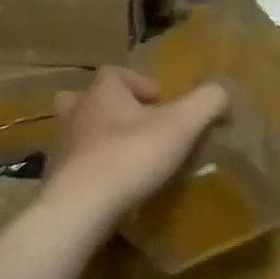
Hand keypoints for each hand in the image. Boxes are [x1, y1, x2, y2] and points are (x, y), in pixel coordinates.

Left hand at [41, 67, 228, 230]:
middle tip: (138, 126)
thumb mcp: (182, 125)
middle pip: (90, 98)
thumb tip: (223, 92)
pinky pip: (76, 164)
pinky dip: (92, 168)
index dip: (141, 83)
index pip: (117, 73)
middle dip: (113, 108)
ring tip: (126, 156)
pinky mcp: (56, 177)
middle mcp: (76, 111)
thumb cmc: (131, 156)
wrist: (80, 206)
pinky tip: (111, 186)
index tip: (162, 102)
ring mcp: (61, 144)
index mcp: (102, 91)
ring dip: (100, 138)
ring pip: (79, 131)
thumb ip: (207, 102)